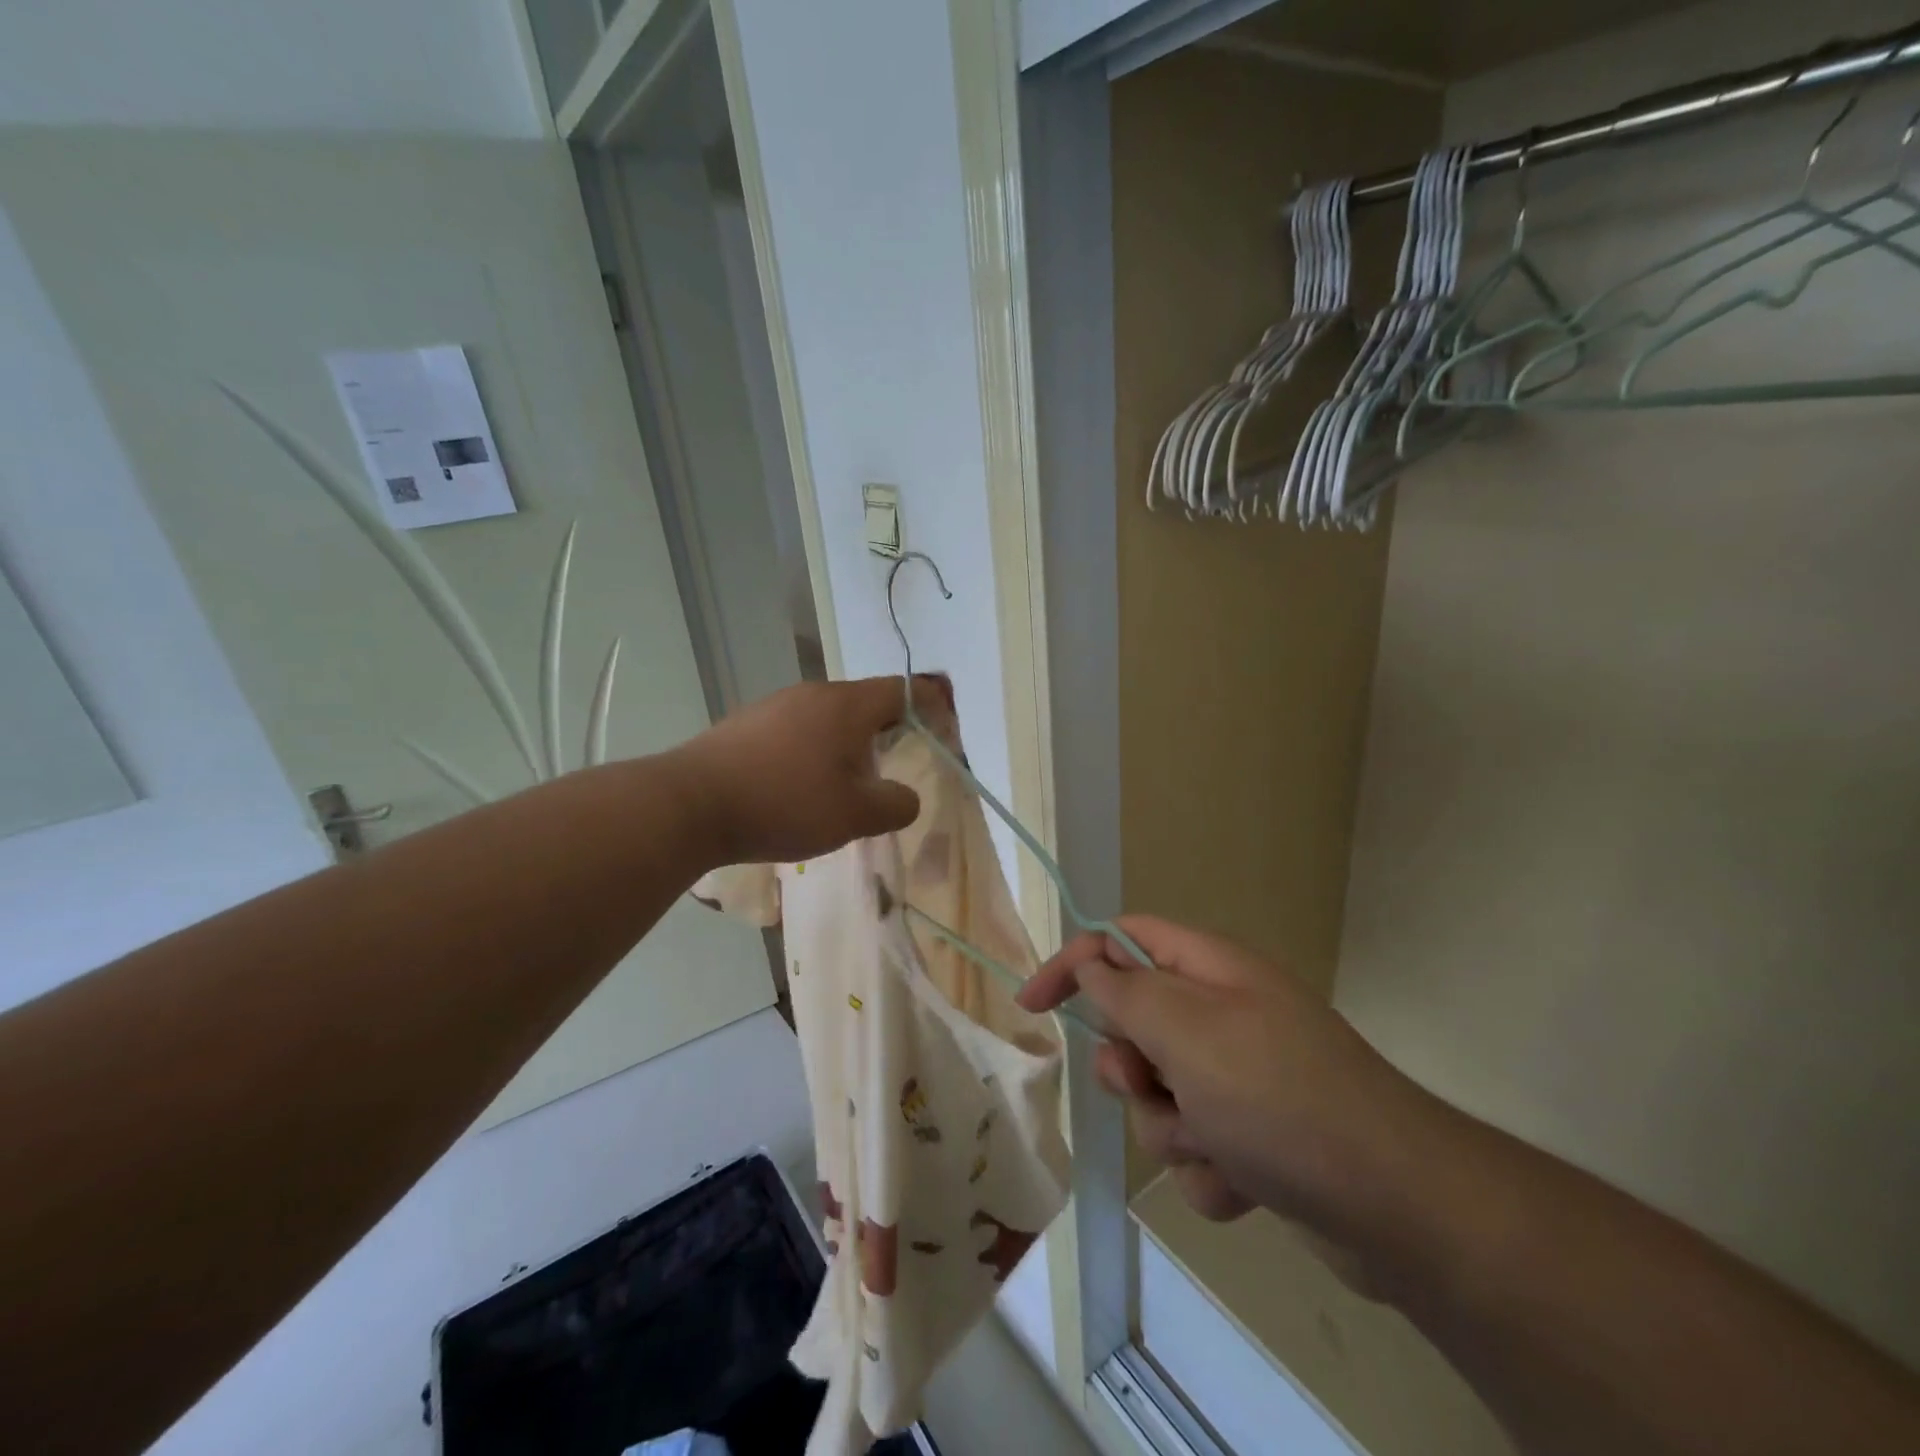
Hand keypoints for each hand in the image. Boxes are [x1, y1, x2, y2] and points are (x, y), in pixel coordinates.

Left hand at [676, 676, 945, 866]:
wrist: (689, 805)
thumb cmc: (784, 803)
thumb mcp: (855, 815)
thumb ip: (896, 805)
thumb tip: (907, 797)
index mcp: (847, 705)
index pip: (904, 690)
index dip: (932, 708)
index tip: (943, 734)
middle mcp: (812, 694)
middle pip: (865, 702)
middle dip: (888, 731)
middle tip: (895, 767)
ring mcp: (774, 705)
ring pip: (828, 717)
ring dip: (847, 744)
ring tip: (845, 785)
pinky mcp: (745, 724)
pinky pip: (796, 729)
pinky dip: (812, 751)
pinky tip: (797, 786)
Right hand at [1018, 916, 1432, 1250]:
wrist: (1397, 1205)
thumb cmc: (1277, 1095)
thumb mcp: (1186, 1029)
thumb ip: (1126, 990)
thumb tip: (1092, 963)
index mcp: (1211, 970)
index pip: (1122, 940)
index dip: (1073, 962)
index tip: (1031, 1005)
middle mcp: (1224, 1015)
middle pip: (1135, 1025)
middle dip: (1131, 1068)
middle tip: (1153, 1086)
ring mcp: (1242, 1078)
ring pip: (1161, 1096)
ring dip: (1173, 1128)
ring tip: (1216, 1145)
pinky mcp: (1256, 1137)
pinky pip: (1197, 1146)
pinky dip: (1209, 1168)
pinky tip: (1245, 1183)